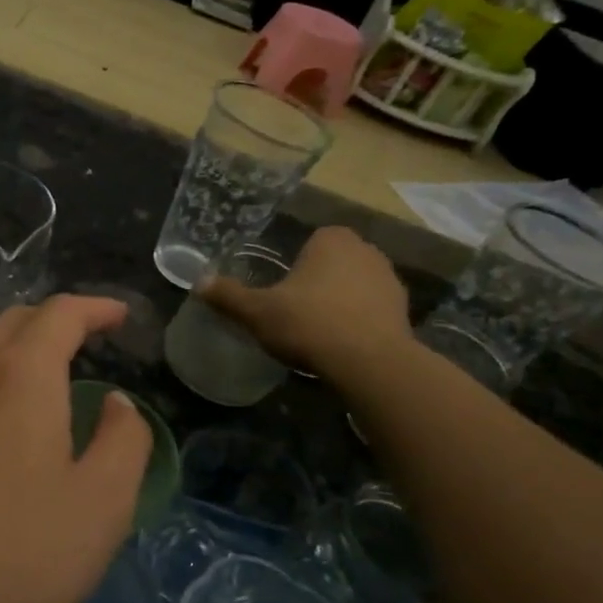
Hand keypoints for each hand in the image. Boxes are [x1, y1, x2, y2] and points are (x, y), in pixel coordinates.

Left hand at [0, 296, 153, 602]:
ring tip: (47, 384)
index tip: (120, 316)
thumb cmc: (19, 555)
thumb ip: (123, 440)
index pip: (60, 314)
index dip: (95, 307)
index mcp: (20, 376)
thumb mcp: (103, 504)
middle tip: (89, 341)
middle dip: (55, 321)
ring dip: (18, 352)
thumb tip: (116, 403)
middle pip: (13, 322)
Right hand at [201, 226, 415, 381]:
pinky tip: (342, 344)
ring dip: (340, 301)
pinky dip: (359, 321)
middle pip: (332, 263)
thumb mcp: (257, 312)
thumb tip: (198, 283)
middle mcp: (366, 249)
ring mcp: (390, 279)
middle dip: (317, 281)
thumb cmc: (309, 324)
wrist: (369, 363)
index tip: (282, 292)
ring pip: (353, 285)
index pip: (309, 242)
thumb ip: (228, 295)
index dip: (294, 266)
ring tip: (318, 331)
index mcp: (331, 239)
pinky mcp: (404, 310)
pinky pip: (371, 309)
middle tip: (295, 312)